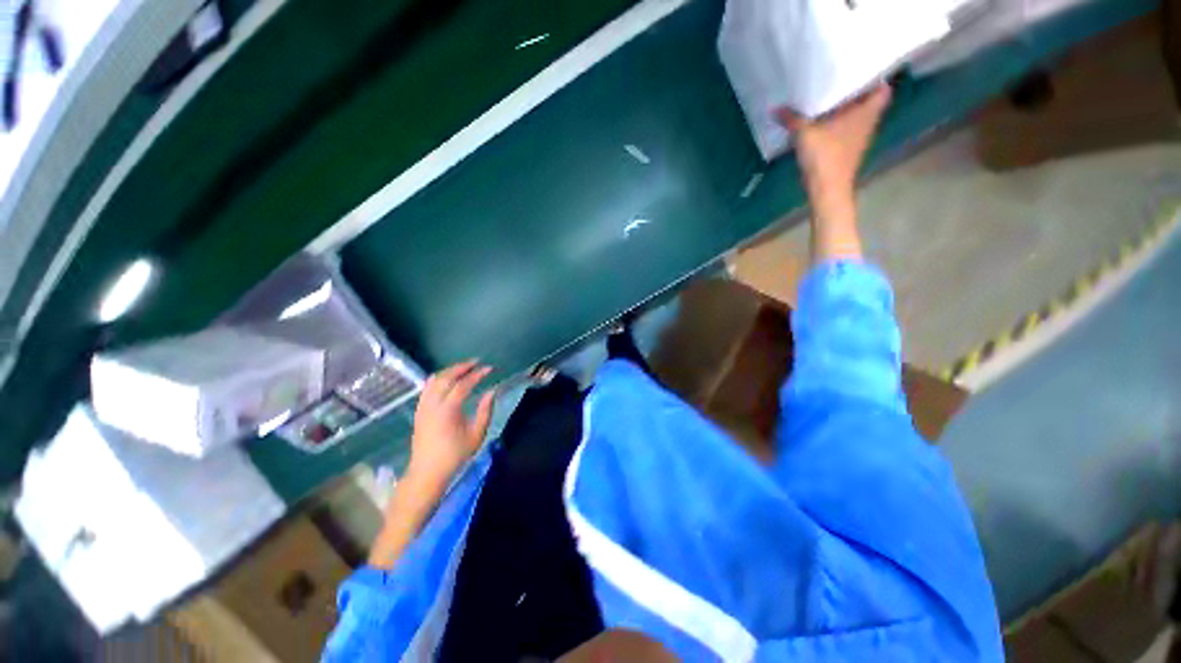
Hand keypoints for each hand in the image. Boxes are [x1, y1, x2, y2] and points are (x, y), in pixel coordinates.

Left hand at [407, 360, 495, 484]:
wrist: (428, 472)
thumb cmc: (455, 455)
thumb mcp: (476, 435)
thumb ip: (485, 411)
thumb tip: (491, 392)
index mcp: (448, 410)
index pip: (463, 385)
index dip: (477, 375)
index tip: (489, 369)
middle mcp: (433, 404)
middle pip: (446, 377)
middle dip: (461, 367)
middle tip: (476, 362)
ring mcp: (423, 407)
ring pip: (434, 380)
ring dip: (449, 370)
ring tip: (463, 367)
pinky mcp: (419, 411)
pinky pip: (427, 388)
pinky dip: (437, 378)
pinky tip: (445, 377)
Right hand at [776, 85, 891, 197]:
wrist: (827, 189)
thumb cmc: (825, 155)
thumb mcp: (805, 133)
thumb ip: (792, 119)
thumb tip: (775, 108)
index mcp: (866, 112)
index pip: (883, 89)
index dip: (876, 78)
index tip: (862, 69)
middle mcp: (867, 123)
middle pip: (868, 102)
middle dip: (857, 92)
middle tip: (841, 79)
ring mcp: (858, 139)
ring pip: (857, 117)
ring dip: (846, 110)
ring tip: (829, 98)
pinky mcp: (847, 151)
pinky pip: (846, 131)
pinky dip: (838, 125)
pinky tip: (822, 123)